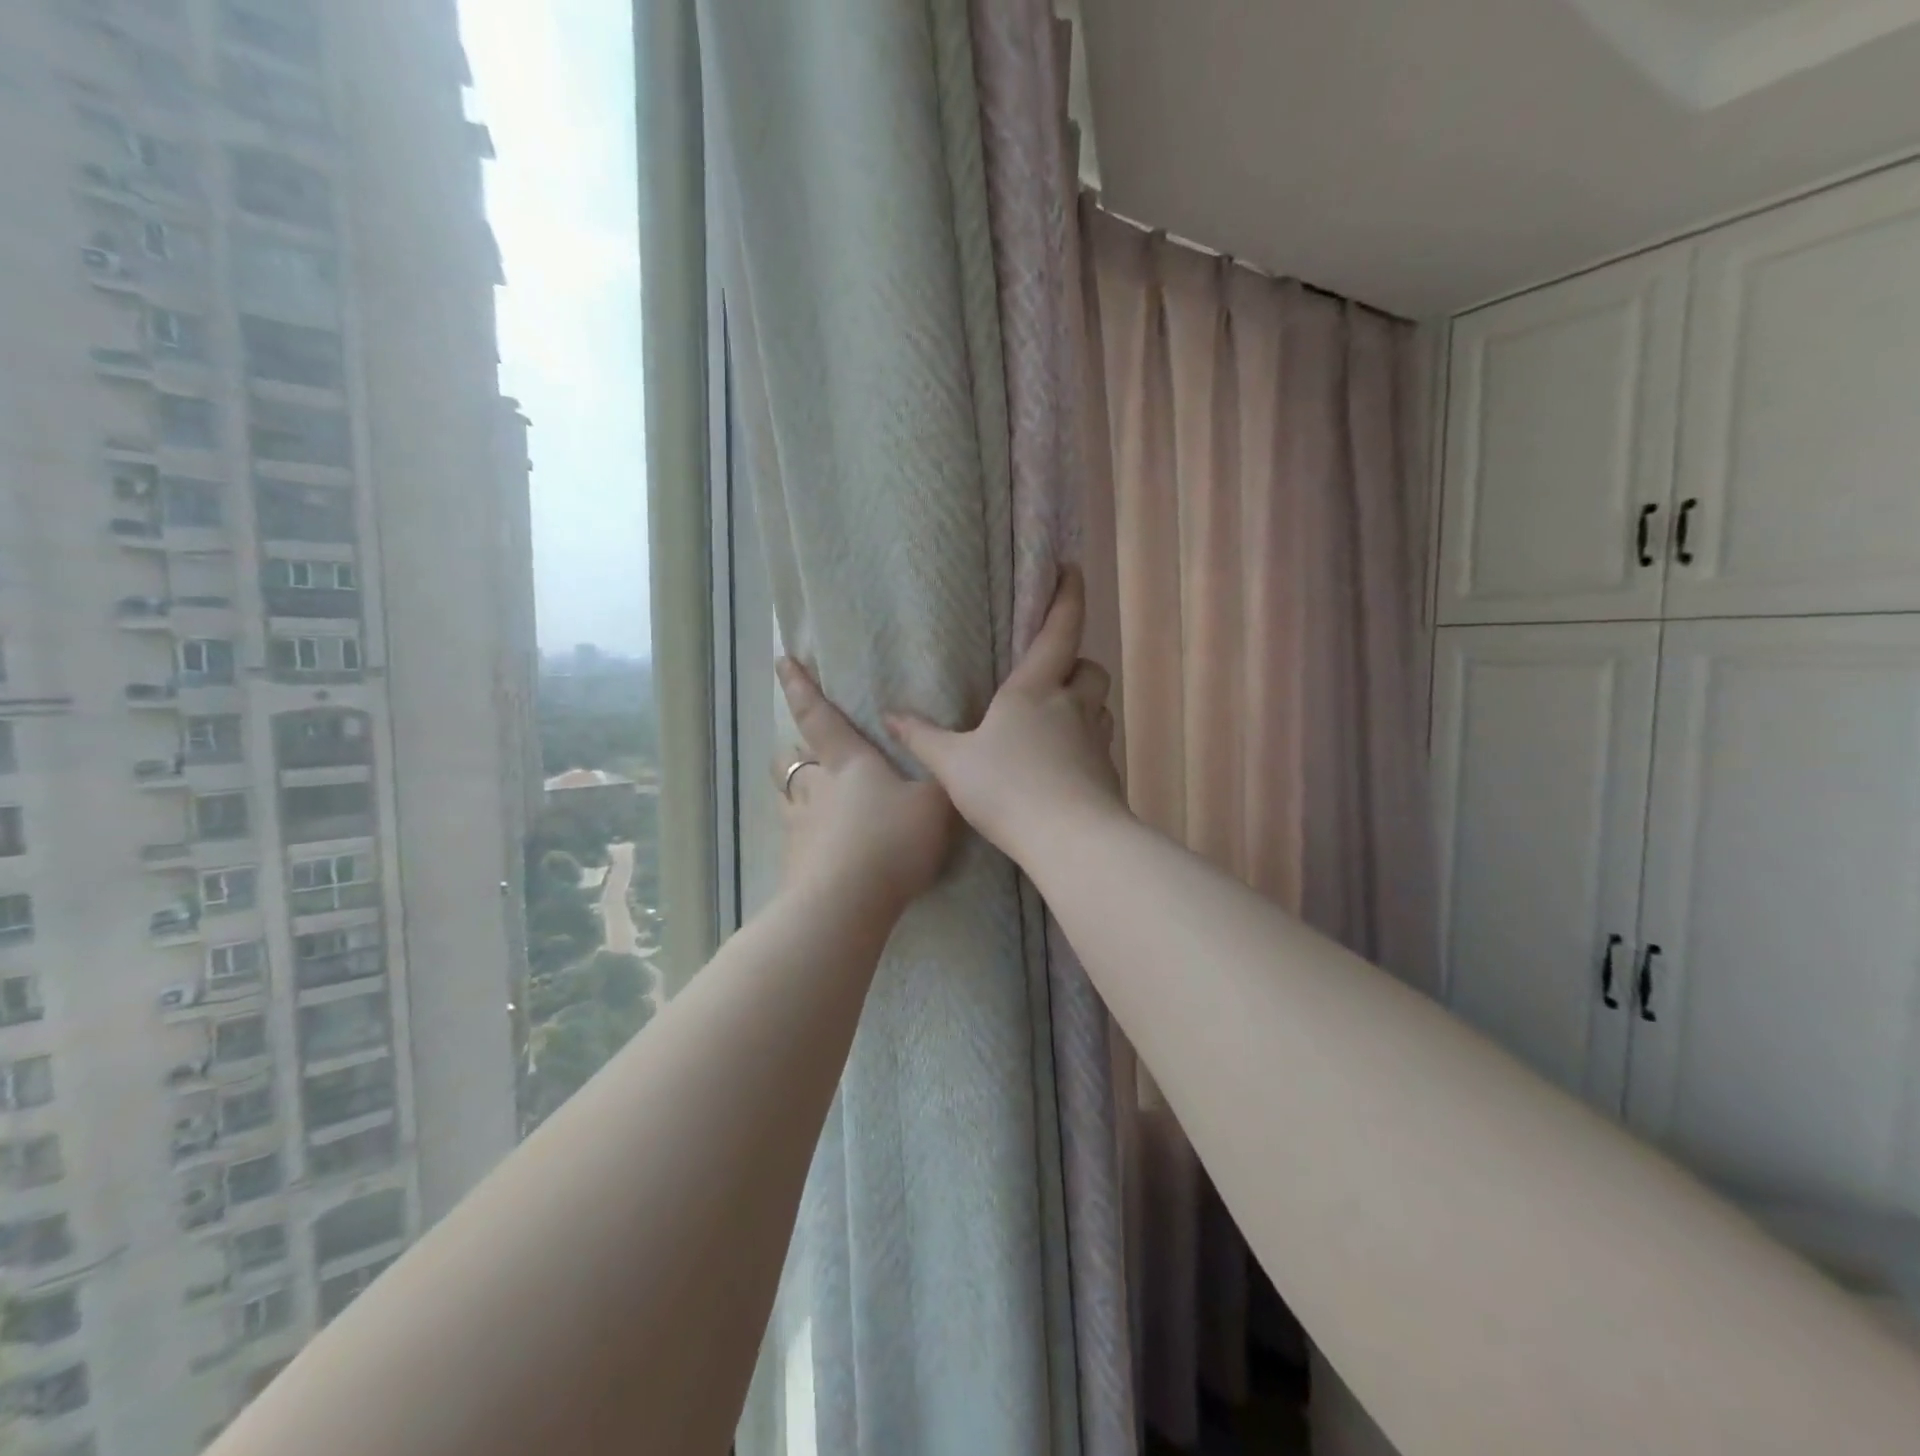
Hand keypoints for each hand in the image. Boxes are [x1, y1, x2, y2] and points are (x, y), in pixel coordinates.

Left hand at [774, 659, 956, 910]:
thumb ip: (940, 782)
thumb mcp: (936, 805)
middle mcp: (815, 789)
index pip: (819, 716)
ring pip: (786, 797)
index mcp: (848, 764)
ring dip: (796, 792)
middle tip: (810, 753)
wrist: (846, 904)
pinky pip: (796, 838)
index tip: (782, 661)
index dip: (801, 686)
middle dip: (796, 751)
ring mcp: (798, 827)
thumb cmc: (892, 841)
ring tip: (816, 802)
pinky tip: (826, 851)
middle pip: (791, 760)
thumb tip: (943, 763)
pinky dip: (807, 836)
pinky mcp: (793, 864)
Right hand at [886, 568, 1122, 864]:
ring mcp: (1095, 741)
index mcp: (1035, 690)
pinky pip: (1098, 746)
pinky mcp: (1107, 774)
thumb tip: (890, 715)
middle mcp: (1072, 707)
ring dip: (1082, 705)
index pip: (1059, 630)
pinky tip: (1060, 769)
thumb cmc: (1007, 789)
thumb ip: (922, 738)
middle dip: (1075, 666)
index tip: (1071, 569)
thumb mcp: (953, 764)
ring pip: (1098, 707)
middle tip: (1052, 677)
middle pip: (1090, 669)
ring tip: (1054, 722)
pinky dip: (1083, 746)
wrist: (1069, 840)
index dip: (1067, 596)